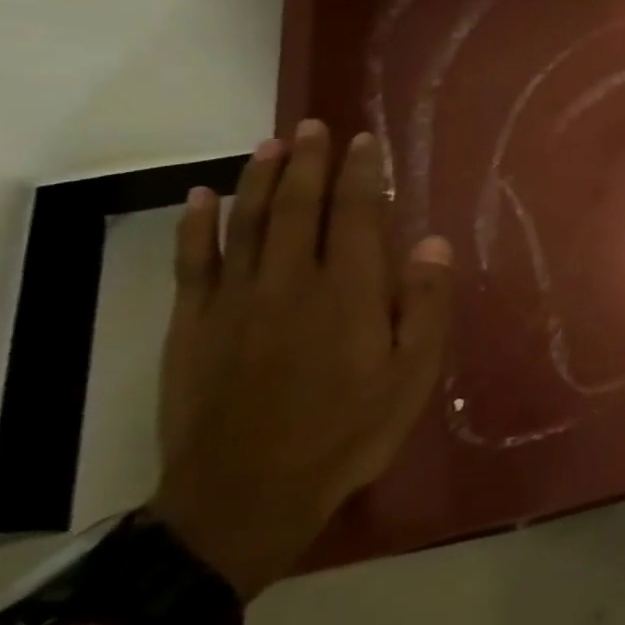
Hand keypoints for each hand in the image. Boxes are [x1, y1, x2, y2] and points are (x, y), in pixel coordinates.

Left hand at [148, 120, 452, 600]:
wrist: (245, 498)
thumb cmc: (347, 433)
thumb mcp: (412, 376)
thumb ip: (425, 305)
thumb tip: (432, 241)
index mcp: (349, 293)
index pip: (357, 216)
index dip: (362, 174)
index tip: (365, 142)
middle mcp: (291, 283)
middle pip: (299, 207)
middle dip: (309, 162)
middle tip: (315, 126)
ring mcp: (235, 302)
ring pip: (248, 224)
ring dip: (260, 179)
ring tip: (271, 144)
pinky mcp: (192, 326)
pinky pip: (193, 263)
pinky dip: (197, 226)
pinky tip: (203, 196)